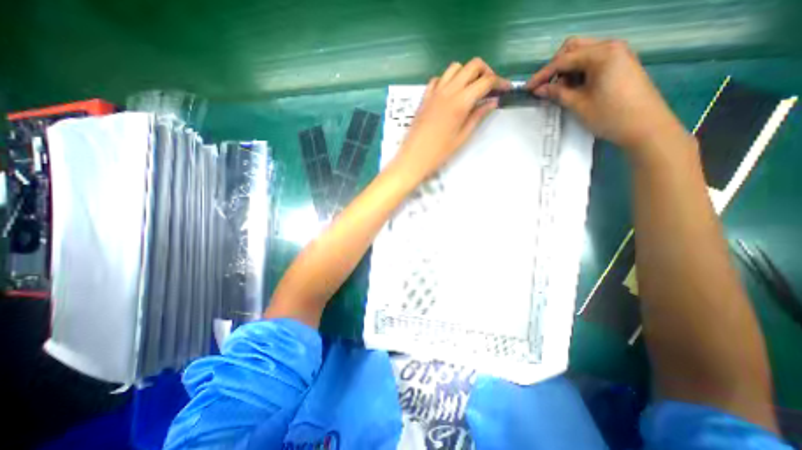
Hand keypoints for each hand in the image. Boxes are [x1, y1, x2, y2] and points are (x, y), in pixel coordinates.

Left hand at [394, 58, 509, 182]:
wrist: (413, 157)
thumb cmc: (439, 153)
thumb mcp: (462, 137)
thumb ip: (478, 116)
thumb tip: (492, 102)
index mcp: (460, 102)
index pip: (486, 81)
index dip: (500, 82)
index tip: (506, 90)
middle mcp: (448, 90)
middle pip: (472, 66)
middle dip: (486, 72)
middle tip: (489, 89)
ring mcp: (434, 92)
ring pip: (455, 68)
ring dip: (467, 73)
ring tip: (470, 90)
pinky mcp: (425, 97)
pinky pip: (438, 79)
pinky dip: (448, 80)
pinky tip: (451, 93)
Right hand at [527, 37, 689, 158]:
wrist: (644, 125)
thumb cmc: (609, 115)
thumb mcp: (578, 104)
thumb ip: (557, 93)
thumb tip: (538, 90)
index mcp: (602, 54)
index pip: (563, 60)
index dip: (542, 75)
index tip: (528, 89)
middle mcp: (610, 47)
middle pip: (573, 48)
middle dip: (555, 67)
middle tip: (545, 87)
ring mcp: (617, 55)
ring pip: (582, 54)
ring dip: (566, 70)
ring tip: (559, 91)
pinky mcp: (619, 65)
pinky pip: (592, 62)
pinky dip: (578, 72)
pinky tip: (573, 88)